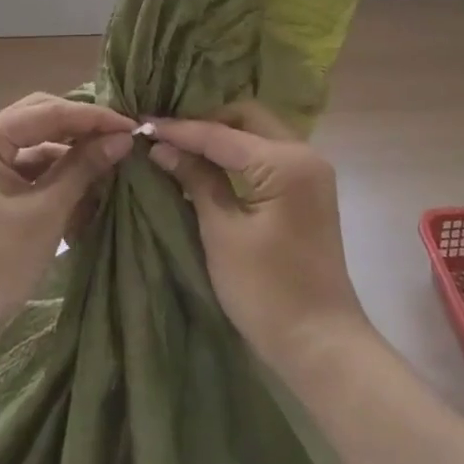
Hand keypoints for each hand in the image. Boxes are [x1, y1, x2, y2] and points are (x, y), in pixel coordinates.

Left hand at [0, 94, 134, 363]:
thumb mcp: (44, 214)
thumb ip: (83, 169)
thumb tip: (122, 138)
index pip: (49, 112)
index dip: (94, 117)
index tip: (134, 126)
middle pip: (41, 120)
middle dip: (82, 129)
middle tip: (123, 138)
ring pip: (37, 146)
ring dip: (72, 155)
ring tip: (112, 164)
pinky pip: (29, 171)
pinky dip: (57, 178)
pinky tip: (88, 189)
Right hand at [148, 104, 370, 373]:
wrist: (321, 344)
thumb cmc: (267, 292)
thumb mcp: (222, 233)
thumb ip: (196, 180)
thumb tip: (162, 147)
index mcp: (286, 162)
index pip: (221, 134)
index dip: (180, 130)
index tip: (143, 126)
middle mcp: (304, 154)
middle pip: (247, 118)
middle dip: (205, 123)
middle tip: (166, 136)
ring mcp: (311, 171)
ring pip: (258, 132)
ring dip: (223, 136)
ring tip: (181, 147)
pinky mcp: (308, 190)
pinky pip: (268, 154)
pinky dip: (240, 154)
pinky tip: (210, 165)